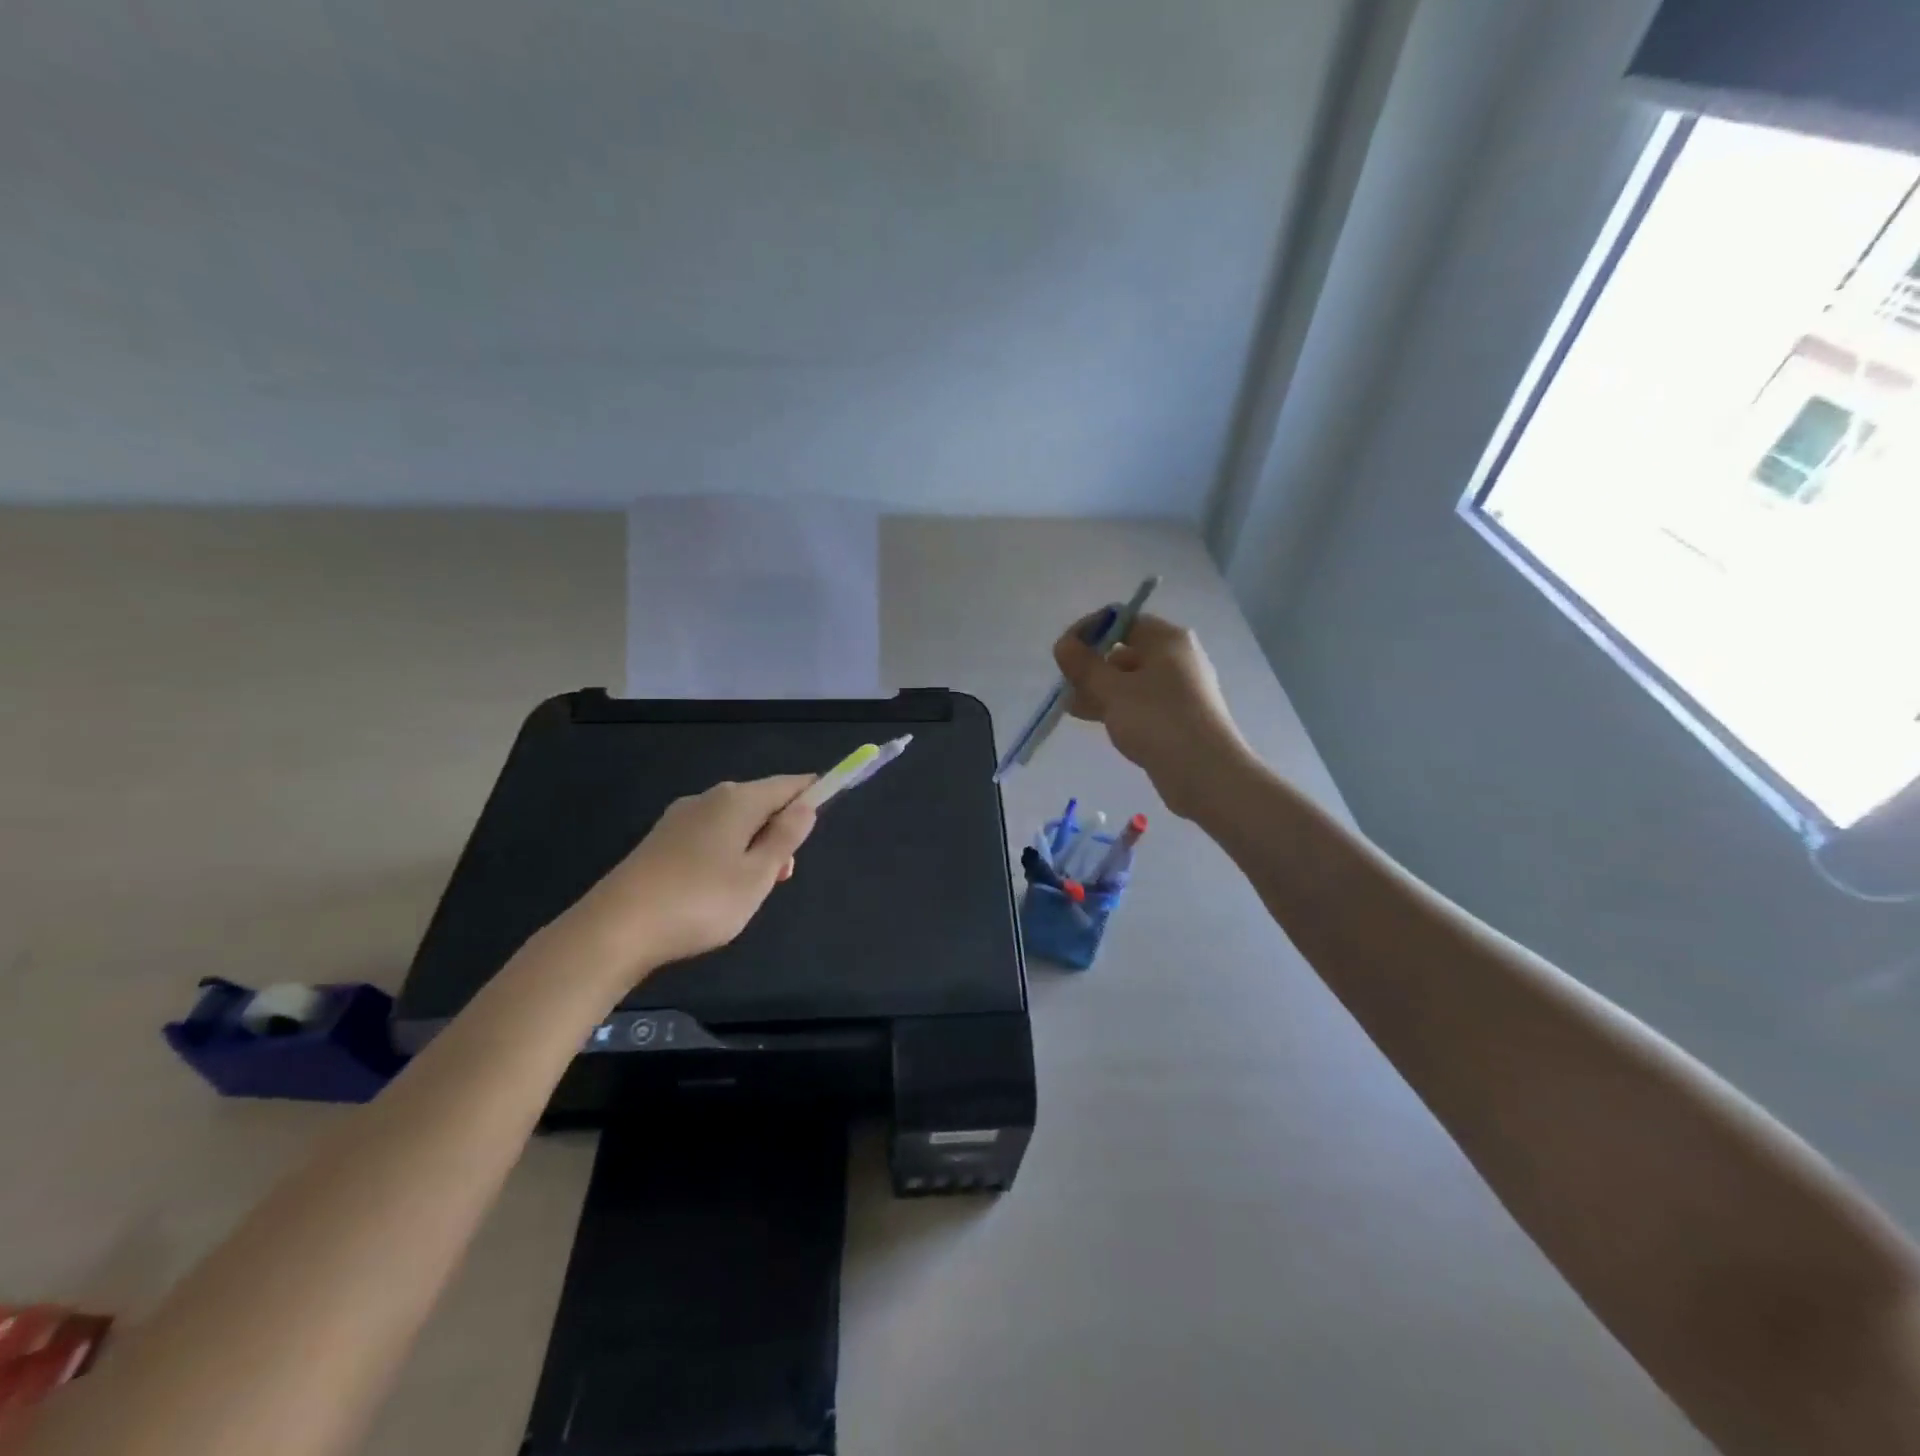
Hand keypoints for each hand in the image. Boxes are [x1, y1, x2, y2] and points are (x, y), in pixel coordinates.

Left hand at [559, 775, 817, 981]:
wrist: (615, 929)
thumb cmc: (700, 901)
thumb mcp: (757, 876)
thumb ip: (785, 838)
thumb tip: (806, 806)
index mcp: (737, 800)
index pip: (787, 785)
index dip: (812, 793)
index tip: (830, 806)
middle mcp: (709, 799)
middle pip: (760, 803)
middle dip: (780, 831)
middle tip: (783, 875)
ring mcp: (680, 819)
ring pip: (734, 823)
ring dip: (753, 847)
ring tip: (750, 891)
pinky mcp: (660, 841)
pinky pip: (709, 837)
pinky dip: (726, 854)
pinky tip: (717, 889)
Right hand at [1053, 613, 1251, 818]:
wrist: (1205, 773)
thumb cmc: (1157, 720)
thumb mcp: (1112, 689)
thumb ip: (1083, 665)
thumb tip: (1063, 645)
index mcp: (1167, 639)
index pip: (1121, 620)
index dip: (1089, 631)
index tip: (1064, 653)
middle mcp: (1176, 657)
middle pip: (1124, 650)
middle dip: (1091, 665)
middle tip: (1065, 686)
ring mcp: (1179, 689)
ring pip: (1129, 680)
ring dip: (1099, 690)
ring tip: (1071, 708)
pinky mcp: (1177, 717)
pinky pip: (1139, 703)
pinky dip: (1116, 707)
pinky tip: (1094, 721)